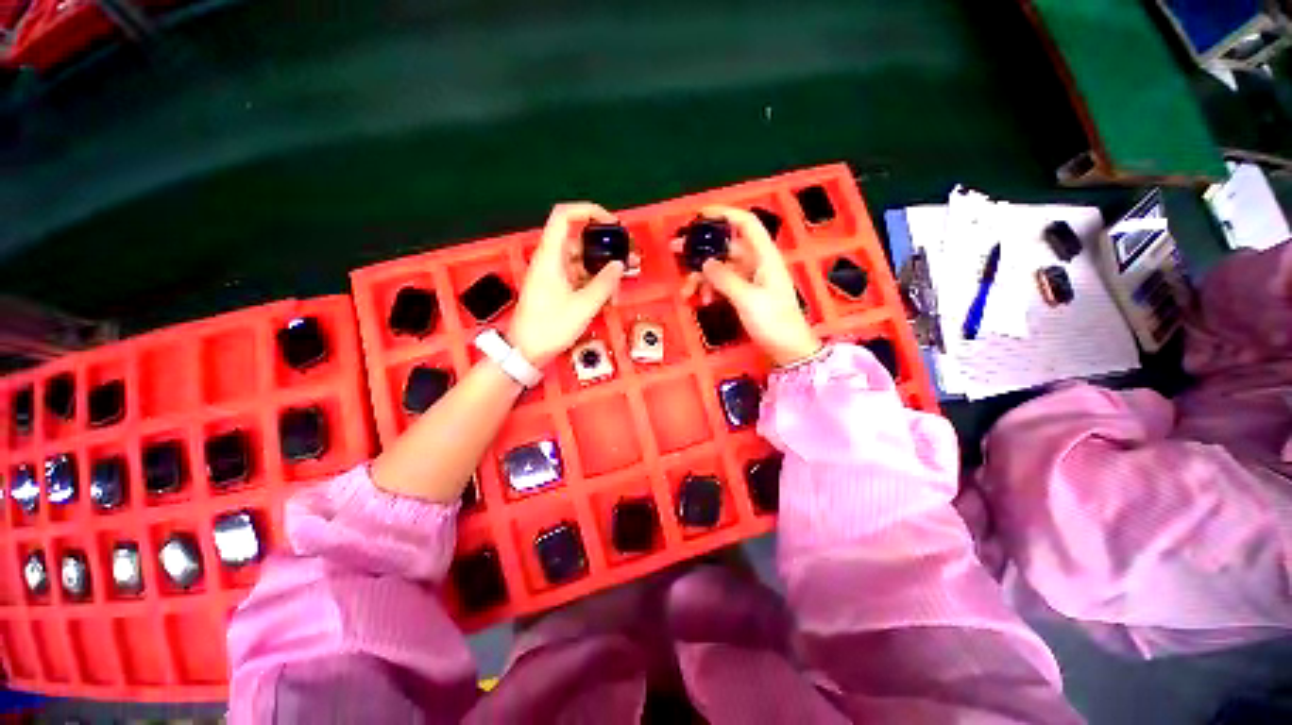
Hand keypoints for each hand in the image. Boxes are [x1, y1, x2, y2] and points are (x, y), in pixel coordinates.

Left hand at [509, 202, 625, 367]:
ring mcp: (554, 275)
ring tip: (620, 284)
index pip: (564, 216)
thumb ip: (604, 283)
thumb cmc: (550, 327)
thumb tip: (619, 265)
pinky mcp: (557, 288)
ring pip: (582, 261)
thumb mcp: (583, 306)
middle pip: (579, 240)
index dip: (588, 211)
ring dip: (602, 270)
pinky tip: (609, 297)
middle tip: (627, 258)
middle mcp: (551, 260)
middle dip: (604, 248)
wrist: (527, 351)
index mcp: (551, 256)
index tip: (611, 223)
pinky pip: (579, 277)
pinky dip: (595, 283)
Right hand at [676, 205, 821, 366]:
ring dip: (701, 276)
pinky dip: (710, 289)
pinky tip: (702, 300)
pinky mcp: (744, 292)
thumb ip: (725, 278)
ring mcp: (749, 278)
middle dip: (701, 248)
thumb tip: (705, 262)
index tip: (699, 215)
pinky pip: (721, 283)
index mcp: (764, 256)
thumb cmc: (773, 322)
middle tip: (675, 249)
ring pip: (719, 267)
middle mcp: (756, 262)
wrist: (788, 348)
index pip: (745, 223)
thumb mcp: (748, 299)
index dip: (724, 213)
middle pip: (725, 246)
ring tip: (686, 291)